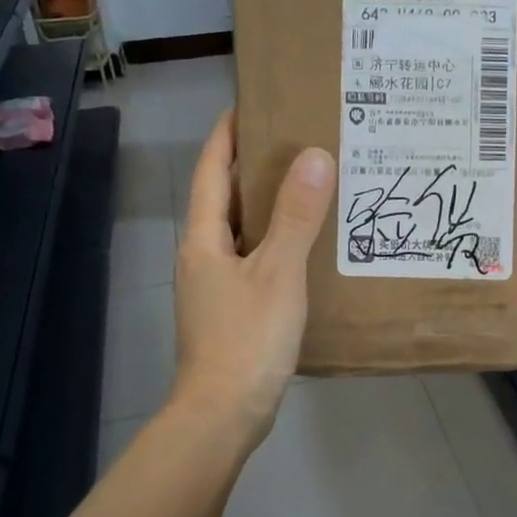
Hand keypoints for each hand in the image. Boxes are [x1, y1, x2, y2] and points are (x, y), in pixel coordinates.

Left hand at [172, 110, 334, 447]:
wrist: (224, 414)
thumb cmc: (247, 339)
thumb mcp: (278, 273)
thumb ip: (297, 216)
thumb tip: (314, 156)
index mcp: (204, 239)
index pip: (213, 171)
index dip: (228, 135)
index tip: (251, 103)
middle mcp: (202, 257)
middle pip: (226, 199)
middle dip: (255, 168)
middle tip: (299, 144)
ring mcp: (215, 288)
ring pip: (242, 234)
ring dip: (270, 209)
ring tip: (311, 189)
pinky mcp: (231, 313)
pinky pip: (254, 263)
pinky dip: (276, 246)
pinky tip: (307, 251)